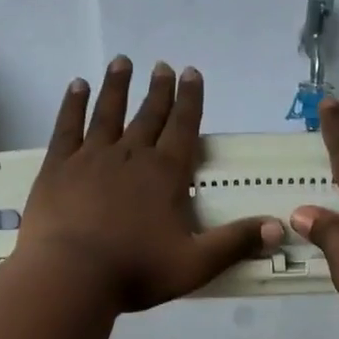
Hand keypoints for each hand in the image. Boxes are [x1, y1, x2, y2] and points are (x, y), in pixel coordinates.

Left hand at [19, 57, 283, 311]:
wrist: (71, 276)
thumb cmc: (136, 271)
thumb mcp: (196, 264)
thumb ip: (235, 243)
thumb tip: (279, 227)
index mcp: (166, 174)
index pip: (183, 127)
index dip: (190, 100)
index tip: (191, 73)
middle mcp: (131, 155)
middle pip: (148, 115)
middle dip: (159, 91)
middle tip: (164, 67)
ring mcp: (91, 158)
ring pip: (108, 112)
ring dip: (117, 86)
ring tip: (122, 62)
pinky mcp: (58, 167)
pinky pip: (68, 127)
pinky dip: (73, 104)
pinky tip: (77, 87)